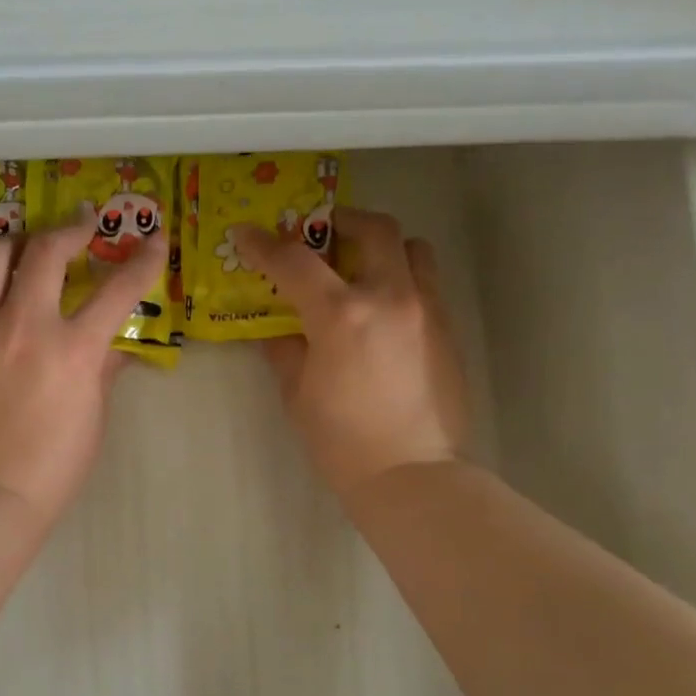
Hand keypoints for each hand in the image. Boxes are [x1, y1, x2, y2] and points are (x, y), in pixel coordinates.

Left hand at [0, 224, 166, 526]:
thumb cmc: (51, 469)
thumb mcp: (92, 420)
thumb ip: (103, 373)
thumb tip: (115, 346)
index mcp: (72, 348)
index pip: (119, 288)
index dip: (144, 258)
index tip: (154, 238)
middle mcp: (23, 325)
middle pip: (47, 251)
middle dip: (69, 229)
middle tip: (77, 226)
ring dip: (9, 244)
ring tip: (16, 247)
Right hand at [232, 207, 468, 502]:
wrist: (411, 473)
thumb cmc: (341, 441)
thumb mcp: (297, 394)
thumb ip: (285, 349)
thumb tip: (277, 328)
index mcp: (341, 315)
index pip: (295, 262)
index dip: (265, 244)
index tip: (247, 235)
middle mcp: (390, 297)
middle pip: (372, 229)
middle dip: (340, 222)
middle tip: (318, 234)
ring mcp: (426, 309)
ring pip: (412, 248)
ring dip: (382, 246)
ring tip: (360, 268)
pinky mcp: (448, 328)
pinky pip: (426, 281)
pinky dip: (401, 278)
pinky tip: (381, 310)